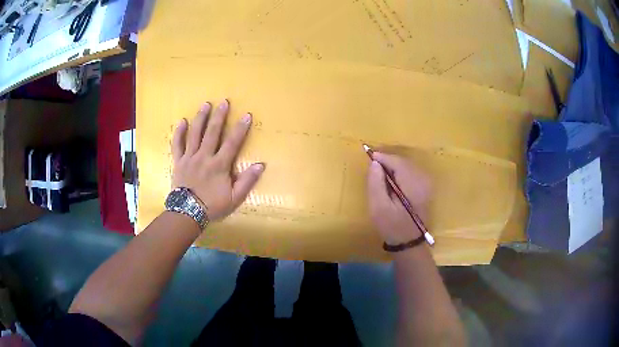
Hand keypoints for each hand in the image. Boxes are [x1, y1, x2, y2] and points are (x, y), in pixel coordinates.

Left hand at [171, 100, 264, 221]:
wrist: (187, 213)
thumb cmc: (212, 206)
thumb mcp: (234, 198)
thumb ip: (247, 181)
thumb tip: (260, 165)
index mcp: (219, 165)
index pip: (232, 143)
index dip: (240, 128)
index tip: (247, 115)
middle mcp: (204, 157)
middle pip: (212, 132)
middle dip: (219, 116)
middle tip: (223, 102)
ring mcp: (190, 157)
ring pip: (195, 134)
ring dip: (200, 118)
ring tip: (205, 105)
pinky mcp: (178, 161)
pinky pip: (177, 144)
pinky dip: (179, 132)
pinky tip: (182, 121)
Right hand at [366, 152, 430, 244]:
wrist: (409, 242)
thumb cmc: (392, 226)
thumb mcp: (379, 207)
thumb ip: (376, 183)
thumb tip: (375, 163)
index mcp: (413, 184)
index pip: (397, 162)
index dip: (383, 157)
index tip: (369, 156)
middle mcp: (423, 180)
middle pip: (403, 162)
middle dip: (388, 161)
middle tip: (373, 166)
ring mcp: (426, 183)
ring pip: (407, 166)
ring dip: (393, 166)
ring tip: (380, 174)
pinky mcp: (425, 188)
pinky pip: (411, 172)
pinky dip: (400, 172)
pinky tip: (391, 181)